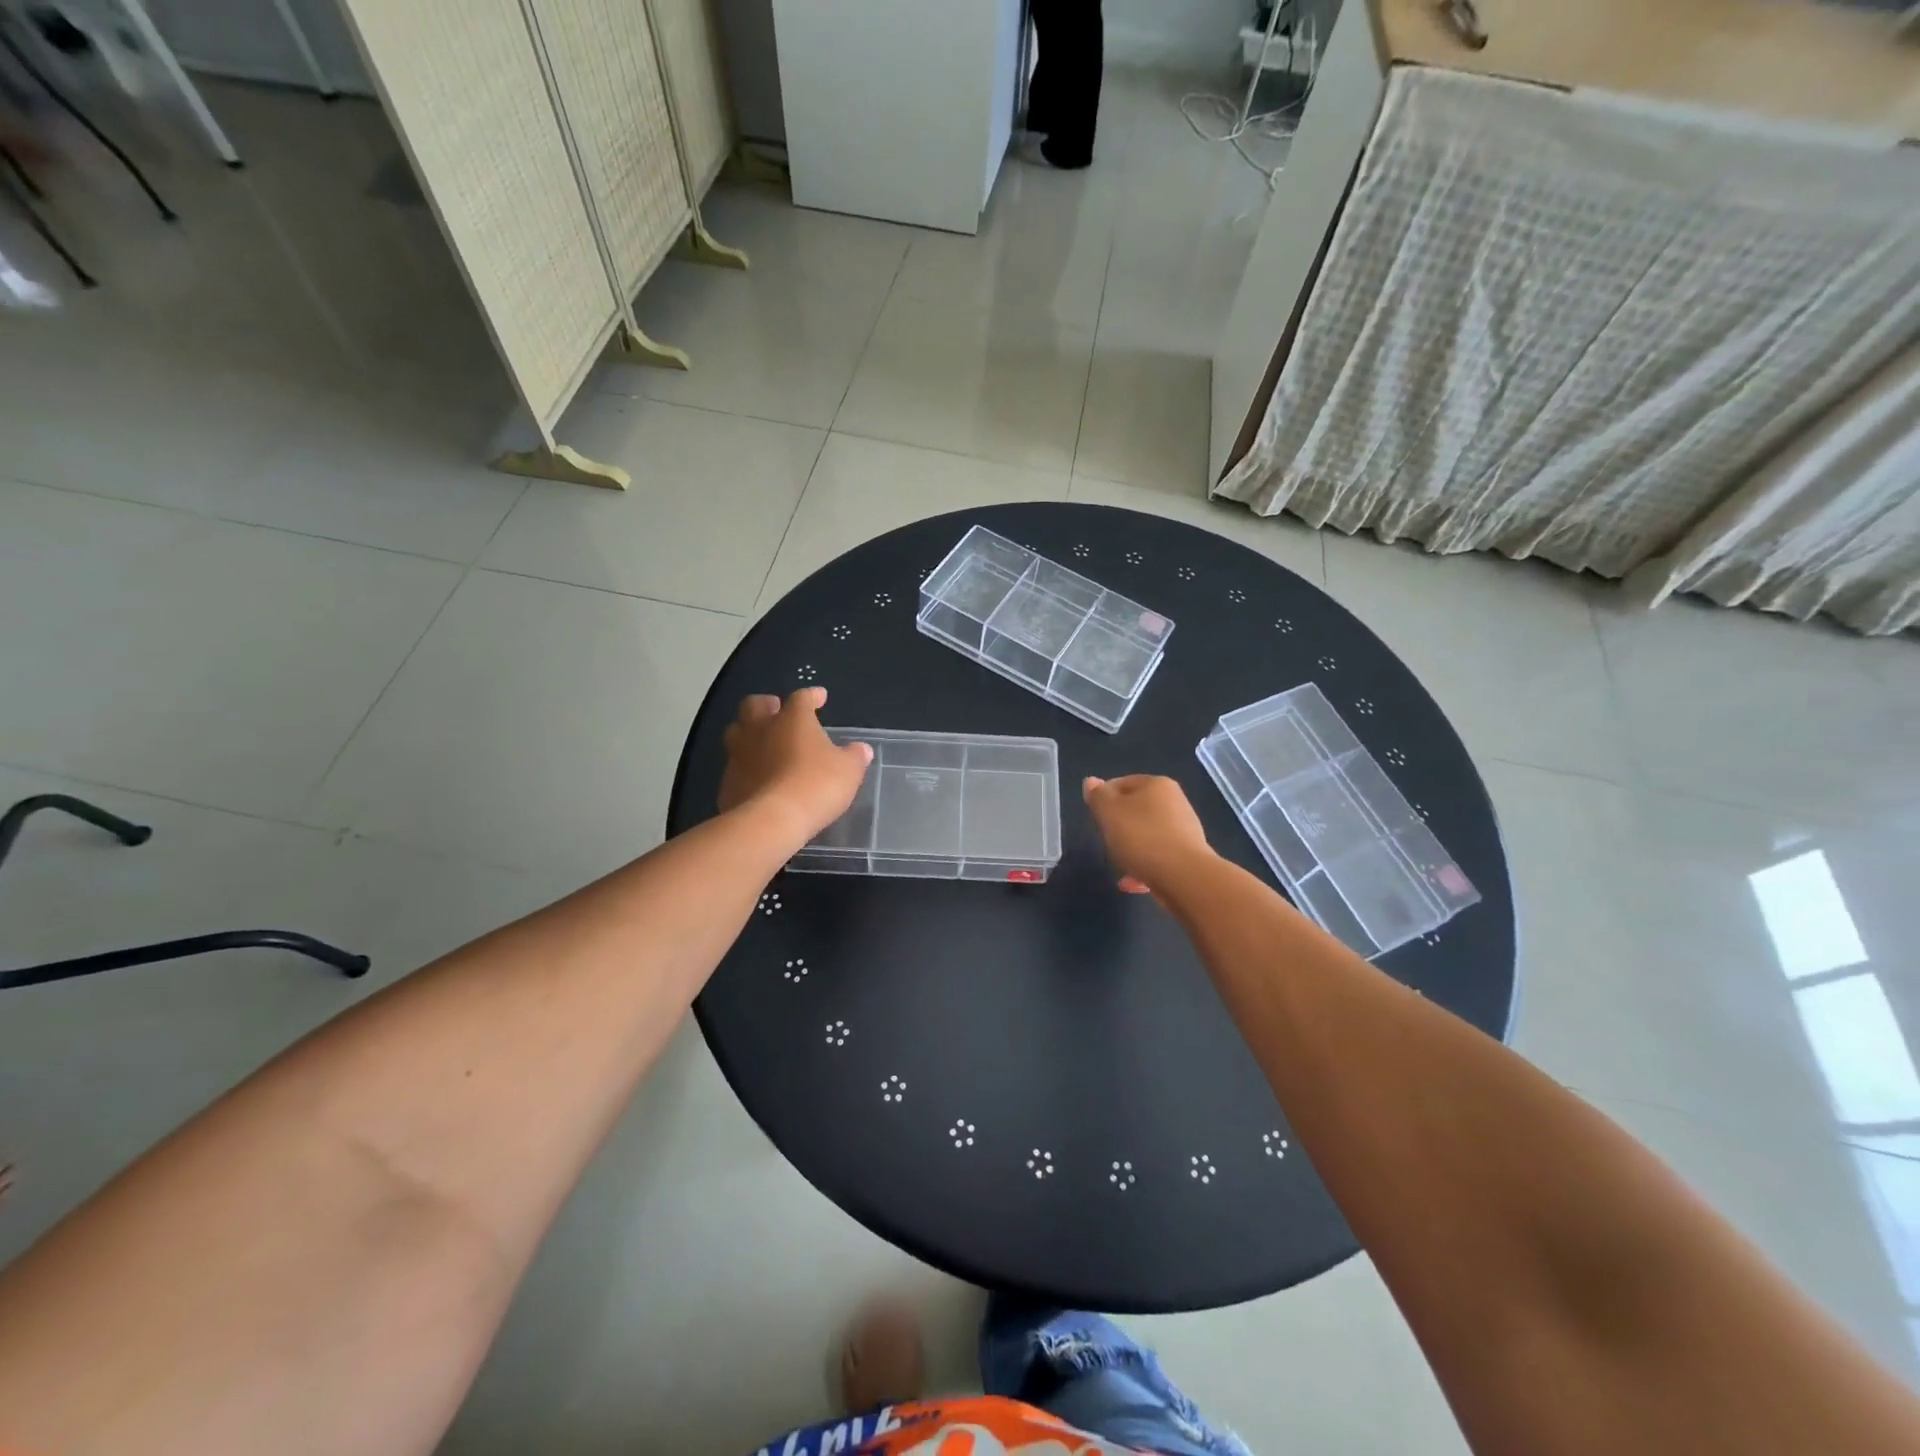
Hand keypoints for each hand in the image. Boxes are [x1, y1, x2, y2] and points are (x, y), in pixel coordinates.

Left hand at [720, 688, 871, 843]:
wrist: (771, 821)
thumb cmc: (816, 785)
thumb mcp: (848, 771)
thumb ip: (854, 757)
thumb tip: (861, 749)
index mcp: (792, 719)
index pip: (802, 698)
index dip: (812, 696)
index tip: (820, 697)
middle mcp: (760, 729)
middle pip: (755, 705)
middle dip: (766, 705)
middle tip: (776, 710)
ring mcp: (739, 755)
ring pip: (736, 732)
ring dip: (748, 733)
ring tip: (762, 743)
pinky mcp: (727, 782)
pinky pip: (735, 767)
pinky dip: (745, 767)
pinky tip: (756, 778)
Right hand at [1083, 775, 1214, 896]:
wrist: (1184, 877)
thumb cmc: (1141, 837)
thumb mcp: (1108, 812)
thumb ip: (1097, 796)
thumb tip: (1092, 782)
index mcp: (1157, 784)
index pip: (1121, 784)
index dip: (1103, 800)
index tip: (1095, 820)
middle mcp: (1175, 802)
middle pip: (1135, 810)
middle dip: (1118, 827)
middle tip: (1106, 842)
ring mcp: (1184, 830)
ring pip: (1147, 835)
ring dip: (1131, 849)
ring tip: (1119, 866)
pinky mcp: (1189, 856)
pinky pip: (1158, 857)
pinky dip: (1144, 866)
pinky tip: (1132, 883)